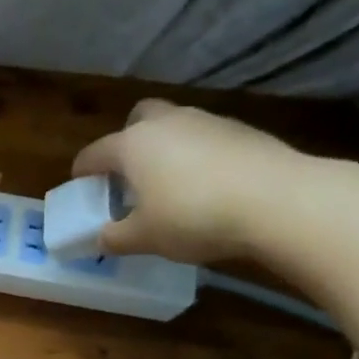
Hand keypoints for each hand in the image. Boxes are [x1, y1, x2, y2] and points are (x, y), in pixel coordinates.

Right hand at [72, 99, 310, 264]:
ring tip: (170, 184)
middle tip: (129, 173)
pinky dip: (199, 156)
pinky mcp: (243, 131)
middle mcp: (166, 123)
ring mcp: (207, 122)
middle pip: (137, 118)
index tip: (80, 185)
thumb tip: (100, 239)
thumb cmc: (192, 216)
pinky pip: (206, 139)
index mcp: (132, 145)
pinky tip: (207, 186)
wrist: (278, 200)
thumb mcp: (144, 238)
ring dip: (166, 148)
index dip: (83, 171)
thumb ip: (115, 238)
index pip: (94, 153)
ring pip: (175, 126)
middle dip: (128, 140)